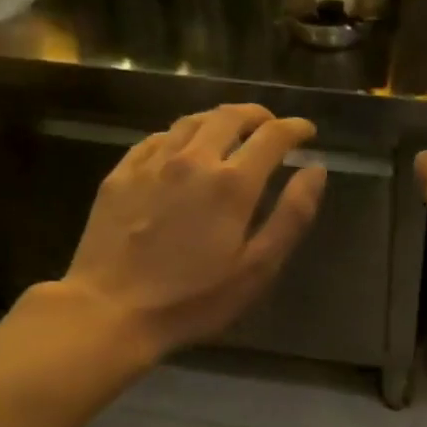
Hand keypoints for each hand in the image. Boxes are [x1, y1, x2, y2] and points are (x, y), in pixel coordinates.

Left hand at [56, 104, 326, 357]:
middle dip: (258, 115)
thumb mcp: (257, 268)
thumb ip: (291, 216)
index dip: (295, 128)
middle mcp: (193, 159)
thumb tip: (316, 170)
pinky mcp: (121, 174)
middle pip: (230, 116)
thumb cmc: (193, 299)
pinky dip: (181, 134)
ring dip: (219, 119)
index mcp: (232, 183)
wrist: (110, 311)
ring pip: (191, 121)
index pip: (272, 136)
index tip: (306, 132)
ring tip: (231, 130)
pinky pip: (157, 138)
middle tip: (270, 125)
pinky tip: (182, 148)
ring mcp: (152, 163)